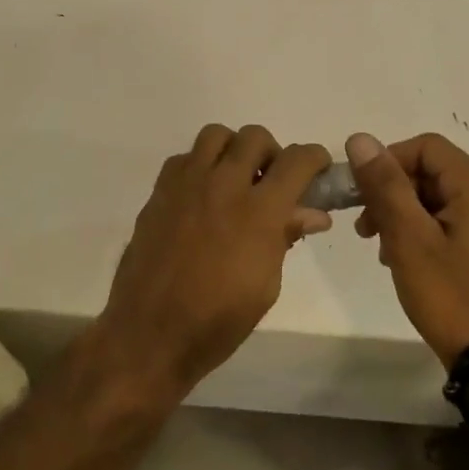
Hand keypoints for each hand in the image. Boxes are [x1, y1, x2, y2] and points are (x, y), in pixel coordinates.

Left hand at [95, 125, 332, 395]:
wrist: (151, 333)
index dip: (314, 158)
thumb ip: (285, 238)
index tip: (317, 169)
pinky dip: (199, 166)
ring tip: (234, 180)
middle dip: (272, 153)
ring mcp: (186, 186)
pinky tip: (201, 196)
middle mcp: (223, 186)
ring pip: (215, 135)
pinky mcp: (158, 194)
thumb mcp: (266, 285)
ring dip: (233, 150)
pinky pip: (183, 159)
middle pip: (255, 137)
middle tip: (271, 182)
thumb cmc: (218, 320)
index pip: (296, 161)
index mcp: (259, 212)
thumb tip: (312, 214)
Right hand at [346, 131, 468, 365]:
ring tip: (383, 249)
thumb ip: (385, 185)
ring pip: (442, 199)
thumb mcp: (408, 237)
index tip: (360, 195)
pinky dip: (427, 231)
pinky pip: (456, 222)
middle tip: (365, 230)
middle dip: (393, 193)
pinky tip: (408, 260)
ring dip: (406, 215)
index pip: (425, 147)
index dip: (387, 162)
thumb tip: (360, 139)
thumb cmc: (448, 294)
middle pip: (434, 173)